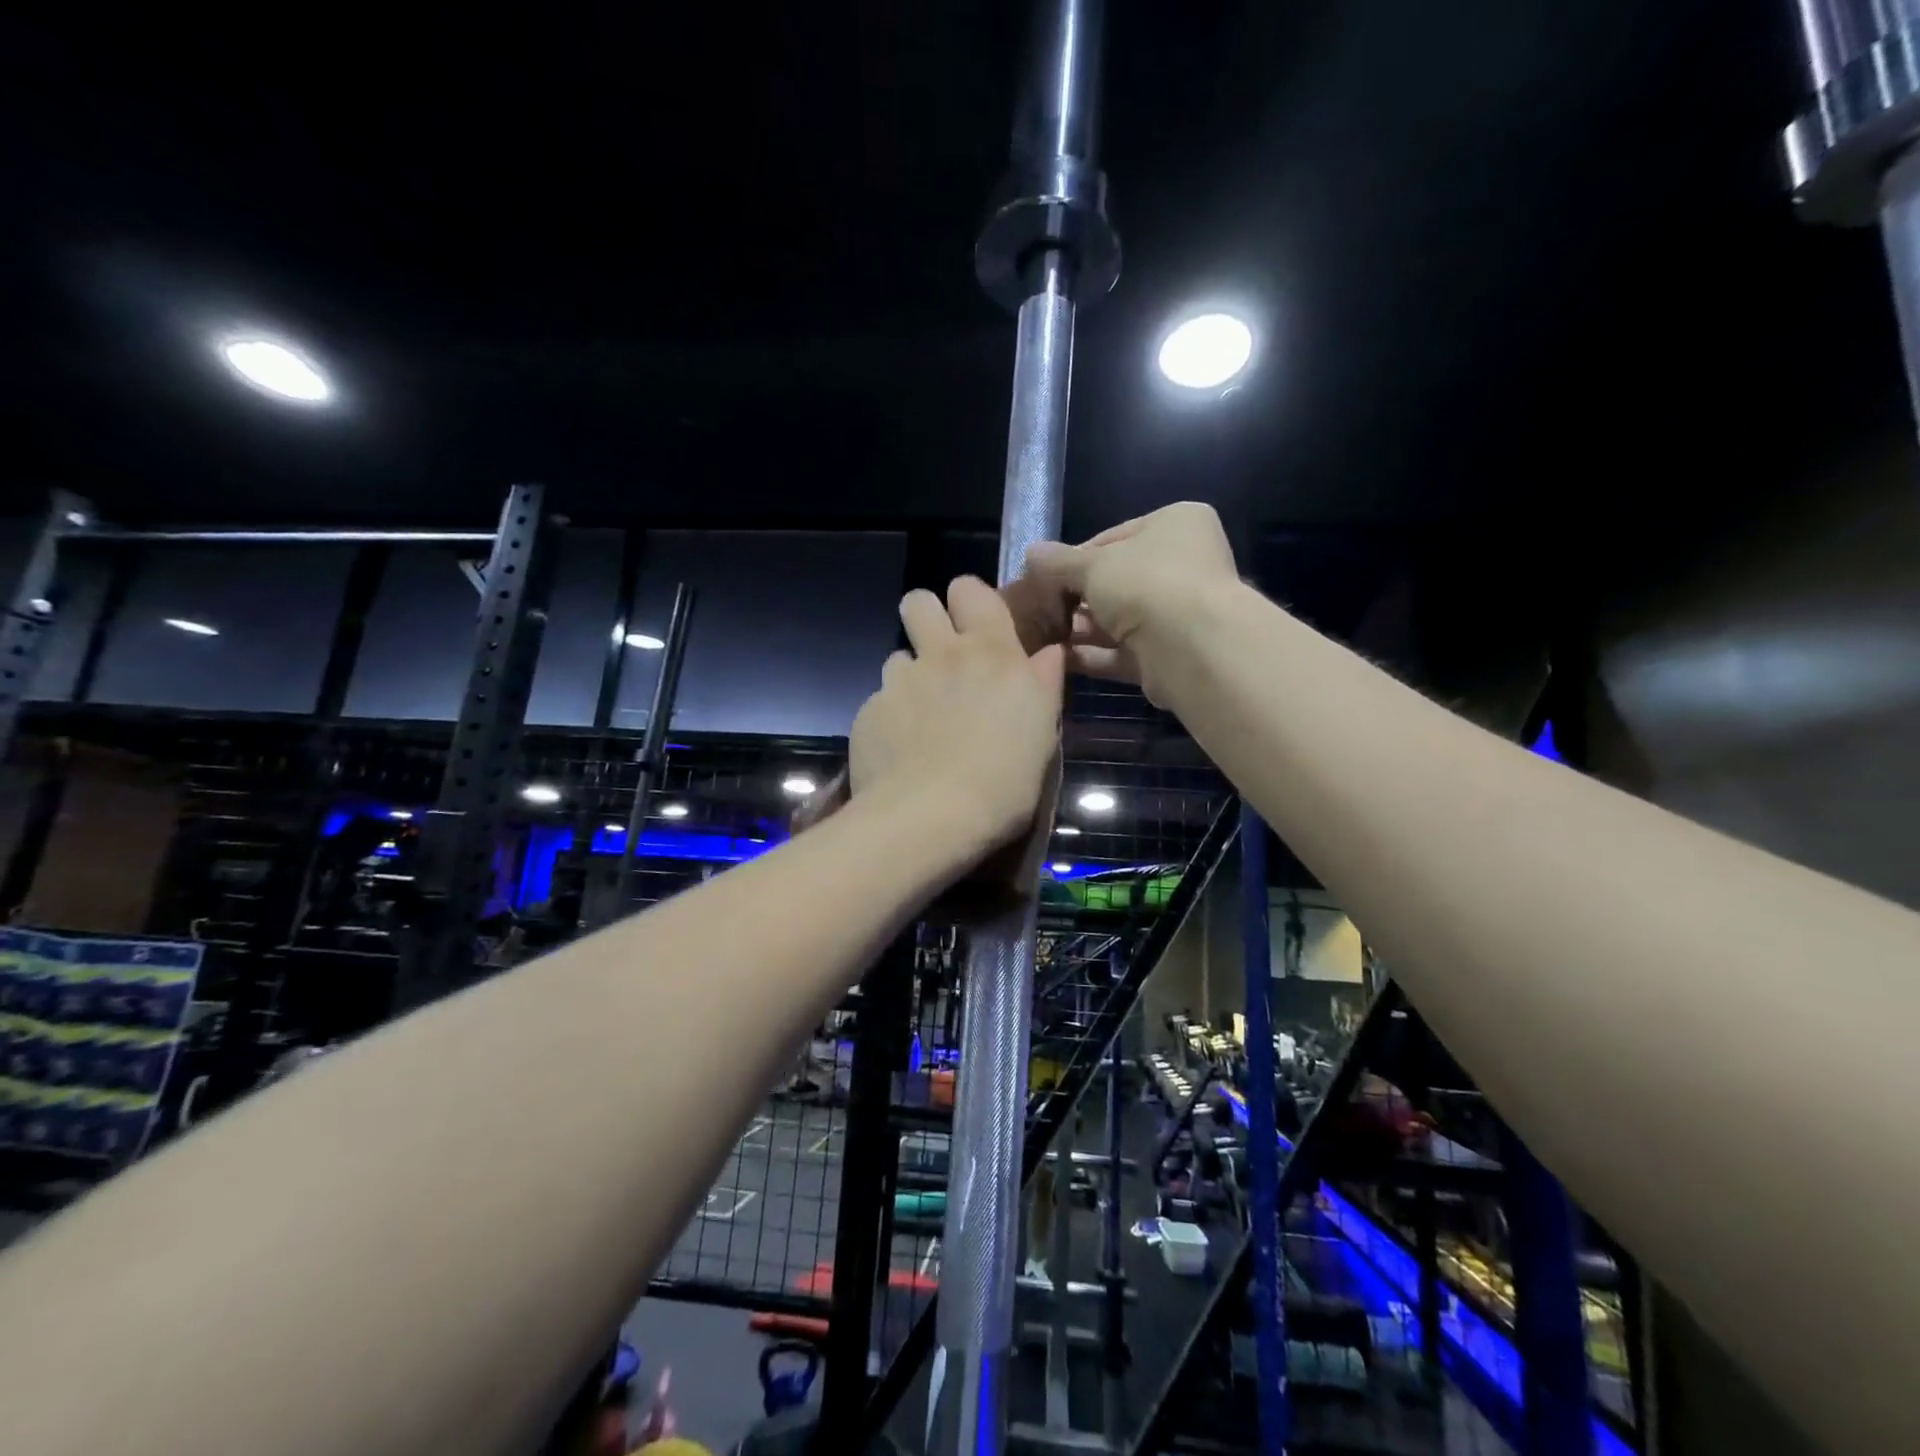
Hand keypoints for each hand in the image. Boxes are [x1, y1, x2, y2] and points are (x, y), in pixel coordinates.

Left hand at [850, 576, 1064, 852]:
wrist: (931, 817)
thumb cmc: (1003, 779)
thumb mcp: (1042, 732)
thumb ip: (1043, 683)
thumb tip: (1049, 652)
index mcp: (990, 652)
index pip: (970, 588)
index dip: (970, 601)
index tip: (978, 627)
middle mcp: (940, 654)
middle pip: (918, 601)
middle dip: (927, 617)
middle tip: (942, 655)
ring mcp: (899, 681)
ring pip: (898, 656)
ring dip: (910, 675)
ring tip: (923, 716)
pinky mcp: (869, 711)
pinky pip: (880, 700)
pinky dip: (892, 717)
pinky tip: (902, 750)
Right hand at [1024, 502, 1238, 701]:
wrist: (1190, 647)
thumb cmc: (1145, 584)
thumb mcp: (1092, 565)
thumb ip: (1058, 562)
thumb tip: (1030, 553)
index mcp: (1176, 524)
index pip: (1114, 538)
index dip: (1075, 558)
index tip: (1044, 578)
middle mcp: (1184, 565)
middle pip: (1116, 581)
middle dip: (1076, 598)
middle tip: (1040, 610)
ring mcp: (1180, 613)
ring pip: (1119, 619)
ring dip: (1081, 629)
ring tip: (1041, 636)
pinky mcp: (1170, 654)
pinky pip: (1123, 651)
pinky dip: (1093, 655)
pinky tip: (1058, 659)